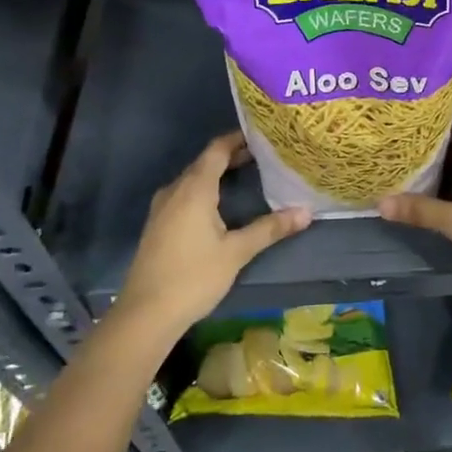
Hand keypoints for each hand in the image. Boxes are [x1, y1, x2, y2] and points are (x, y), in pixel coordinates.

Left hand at [112, 132, 310, 340]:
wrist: (145, 315)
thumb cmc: (193, 277)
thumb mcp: (236, 252)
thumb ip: (270, 228)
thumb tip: (306, 212)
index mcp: (194, 189)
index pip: (217, 149)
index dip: (238, 139)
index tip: (262, 135)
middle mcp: (175, 190)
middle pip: (205, 162)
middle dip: (232, 156)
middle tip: (263, 156)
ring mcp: (162, 208)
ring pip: (193, 179)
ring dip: (217, 173)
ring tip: (246, 175)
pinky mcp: (158, 225)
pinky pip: (184, 194)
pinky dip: (204, 189)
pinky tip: (219, 205)